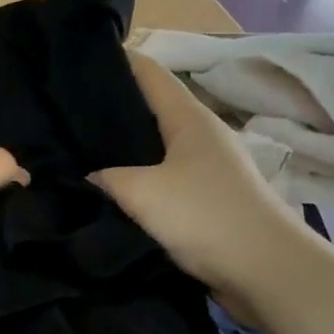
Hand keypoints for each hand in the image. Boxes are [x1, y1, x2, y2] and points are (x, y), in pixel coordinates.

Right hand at [91, 53, 317, 318]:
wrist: (267, 271)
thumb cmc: (206, 218)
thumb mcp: (143, 193)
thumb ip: (106, 179)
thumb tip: (87, 176)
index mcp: (189, 117)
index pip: (148, 71)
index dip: (114, 62)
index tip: (73, 65)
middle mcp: (202, 134)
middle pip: (151, 109)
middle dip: (112, 111)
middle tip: (66, 119)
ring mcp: (209, 168)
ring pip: (158, 148)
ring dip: (126, 151)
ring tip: (82, 156)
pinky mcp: (210, 200)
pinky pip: (167, 179)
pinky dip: (142, 181)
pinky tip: (115, 195)